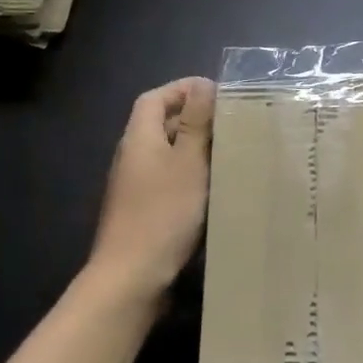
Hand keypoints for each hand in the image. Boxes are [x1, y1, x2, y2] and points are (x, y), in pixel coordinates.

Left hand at [89, 77, 215, 293]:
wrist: (131, 278)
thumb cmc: (163, 213)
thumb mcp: (188, 161)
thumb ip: (196, 122)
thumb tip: (202, 84)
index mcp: (138, 138)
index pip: (154, 98)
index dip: (182, 90)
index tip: (215, 92)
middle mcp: (132, 157)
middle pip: (160, 124)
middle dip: (194, 119)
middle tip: (231, 123)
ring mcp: (134, 187)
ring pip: (167, 155)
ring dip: (194, 149)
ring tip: (230, 152)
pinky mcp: (142, 212)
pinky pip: (168, 181)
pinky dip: (191, 177)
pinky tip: (214, 189)